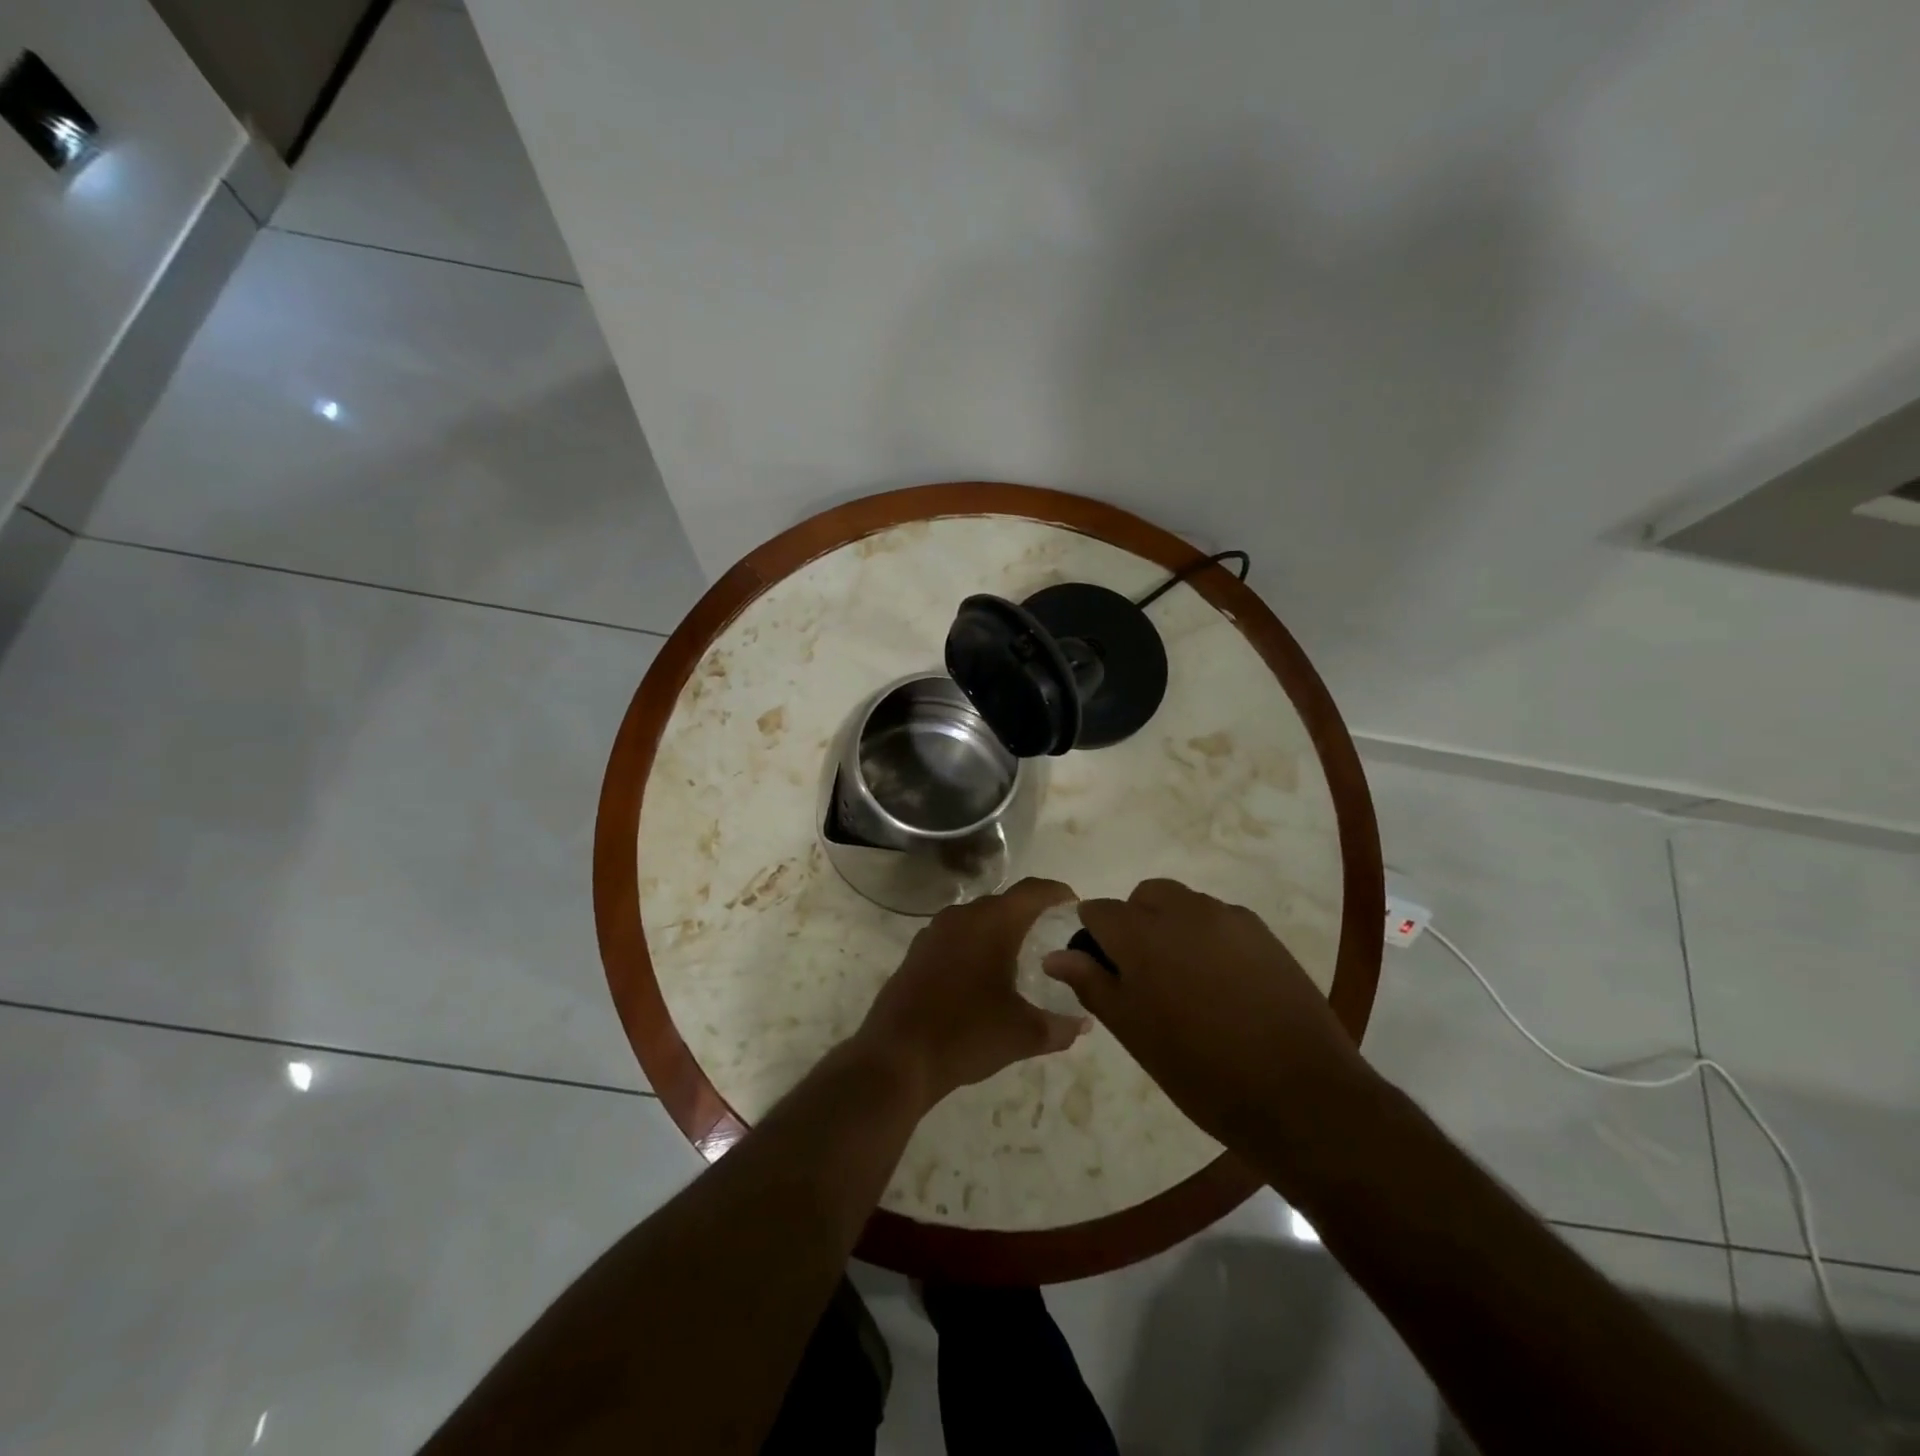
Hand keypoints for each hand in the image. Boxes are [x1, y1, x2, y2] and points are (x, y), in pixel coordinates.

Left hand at [855, 878, 1088, 1108]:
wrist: (897, 1057)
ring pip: (977, 920)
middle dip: (1029, 916)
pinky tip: (982, 977)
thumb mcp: (1023, 1034)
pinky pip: (955, 937)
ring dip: (999, 932)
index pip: (1033, 891)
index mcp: (992, 922)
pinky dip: (974, 946)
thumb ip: (1060, 1026)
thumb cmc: (967, 1034)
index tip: (1074, 906)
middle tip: (1052, 939)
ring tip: (1020, 959)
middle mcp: (962, 916)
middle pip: (1004, 903)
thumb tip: (1083, 1024)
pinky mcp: (917, 952)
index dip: (1057, 893)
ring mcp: (934, 931)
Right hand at [1044, 878, 1375, 1155]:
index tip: (1103, 973)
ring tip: (1187, 981)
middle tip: (1145, 977)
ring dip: (1171, 927)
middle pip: (1142, 897)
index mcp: (1140, 933)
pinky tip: (1224, 983)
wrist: (1298, 1094)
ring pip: (1182, 904)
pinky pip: (1219, 919)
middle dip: (1134, 924)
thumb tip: (1056, 955)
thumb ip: (1091, 983)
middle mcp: (1181, 910)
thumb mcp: (1133, 1031)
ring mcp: (1226, 916)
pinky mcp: (1262, 931)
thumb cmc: (1200, 1070)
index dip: (1093, 938)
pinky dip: (1208, 937)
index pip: (1097, 911)